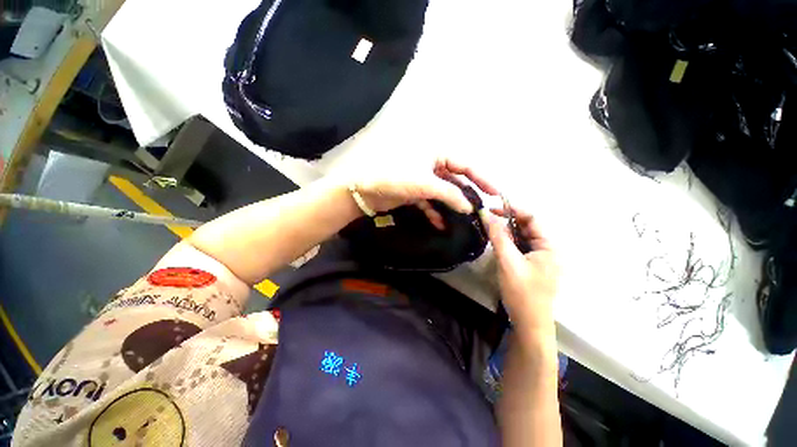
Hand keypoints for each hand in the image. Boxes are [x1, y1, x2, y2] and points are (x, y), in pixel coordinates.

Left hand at [351, 158, 499, 229]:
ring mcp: (422, 179)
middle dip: (467, 195)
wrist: (364, 189)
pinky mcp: (414, 192)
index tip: (495, 193)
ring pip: (443, 192)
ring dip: (451, 206)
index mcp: (436, 153)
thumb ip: (450, 194)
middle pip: (455, 180)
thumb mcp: (426, 184)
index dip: (482, 178)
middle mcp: (431, 163)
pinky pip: (429, 201)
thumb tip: (470, 208)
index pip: (465, 165)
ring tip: (464, 219)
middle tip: (481, 209)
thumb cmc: (395, 177)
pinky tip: (441, 224)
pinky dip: (435, 212)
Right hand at [483, 206, 558, 333]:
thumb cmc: (522, 292)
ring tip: (489, 231)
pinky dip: (508, 242)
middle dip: (507, 221)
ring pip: (522, 237)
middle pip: (527, 226)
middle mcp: (547, 248)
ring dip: (506, 232)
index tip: (491, 208)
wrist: (529, 323)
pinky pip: (519, 247)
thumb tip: (485, 213)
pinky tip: (497, 244)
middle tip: (486, 220)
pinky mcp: (532, 264)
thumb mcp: (508, 261)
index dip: (512, 210)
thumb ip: (498, 235)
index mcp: (549, 245)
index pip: (532, 218)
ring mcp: (540, 257)